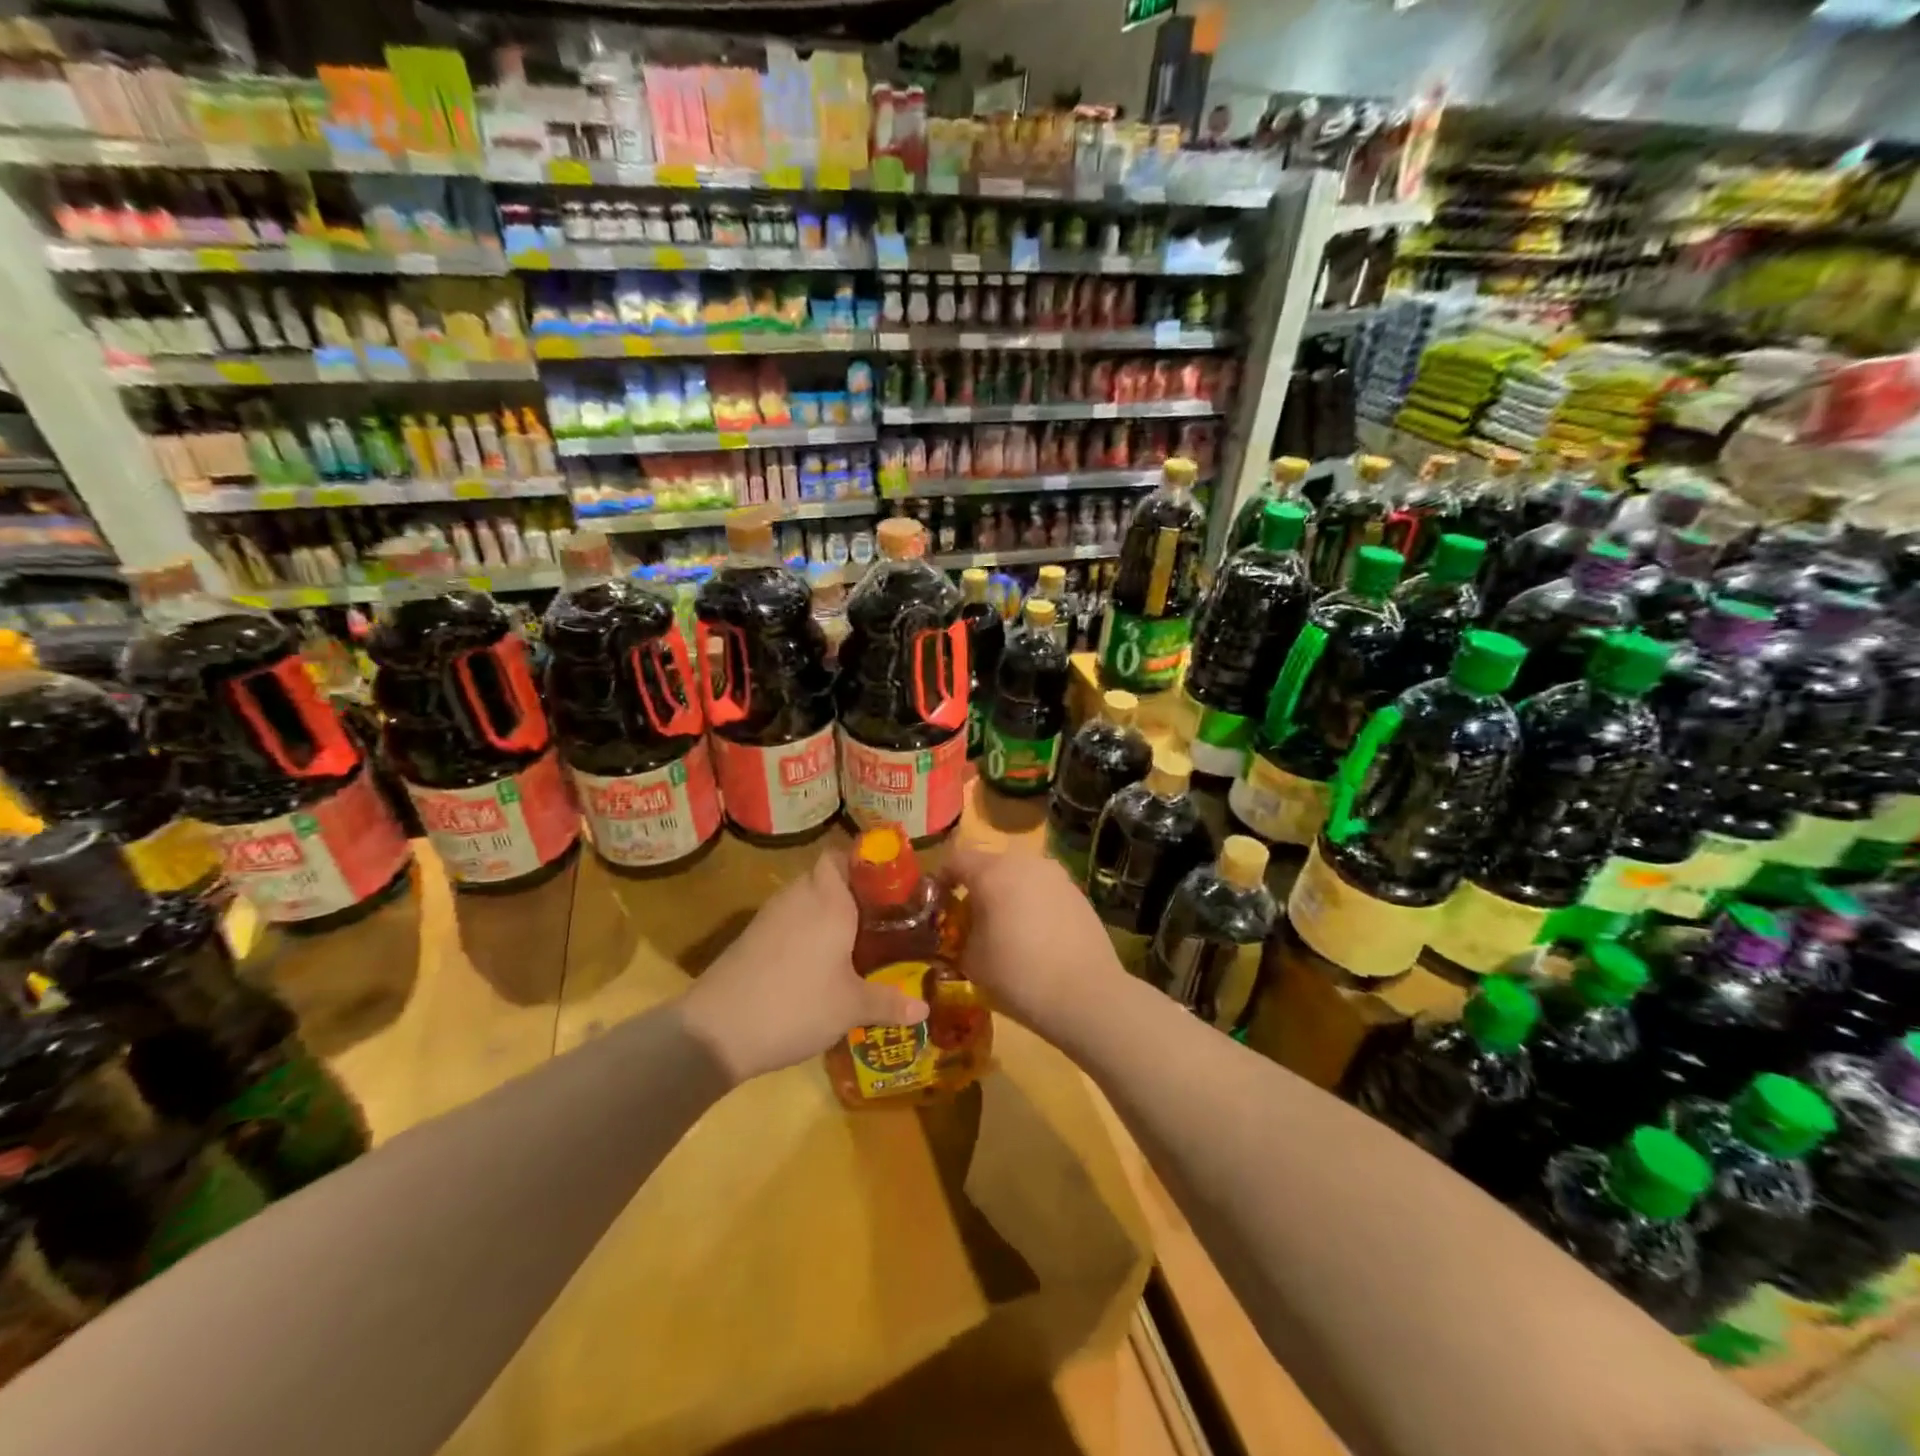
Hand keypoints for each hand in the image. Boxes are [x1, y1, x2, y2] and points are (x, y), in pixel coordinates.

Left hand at [680, 850, 928, 1084]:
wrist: (716, 1030)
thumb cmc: (796, 1005)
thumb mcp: (850, 1007)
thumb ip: (889, 1002)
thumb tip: (924, 1008)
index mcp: (828, 900)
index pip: (841, 856)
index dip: (863, 863)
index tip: (887, 885)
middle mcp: (798, 897)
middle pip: (825, 877)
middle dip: (851, 892)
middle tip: (878, 918)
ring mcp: (769, 916)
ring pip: (804, 899)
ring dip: (825, 912)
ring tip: (853, 941)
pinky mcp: (750, 938)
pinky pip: (786, 920)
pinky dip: (803, 931)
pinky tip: (816, 963)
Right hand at [945, 846, 1123, 1036]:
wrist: (1087, 995)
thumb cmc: (1018, 975)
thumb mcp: (971, 961)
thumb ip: (959, 936)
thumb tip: (962, 931)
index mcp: (993, 873)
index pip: (955, 860)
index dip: (940, 880)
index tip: (936, 904)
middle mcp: (1026, 862)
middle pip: (990, 865)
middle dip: (976, 888)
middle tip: (969, 920)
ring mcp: (1057, 876)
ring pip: (1020, 876)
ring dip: (1006, 895)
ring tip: (1004, 929)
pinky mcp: (1078, 893)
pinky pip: (1044, 890)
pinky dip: (1032, 904)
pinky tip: (1035, 937)